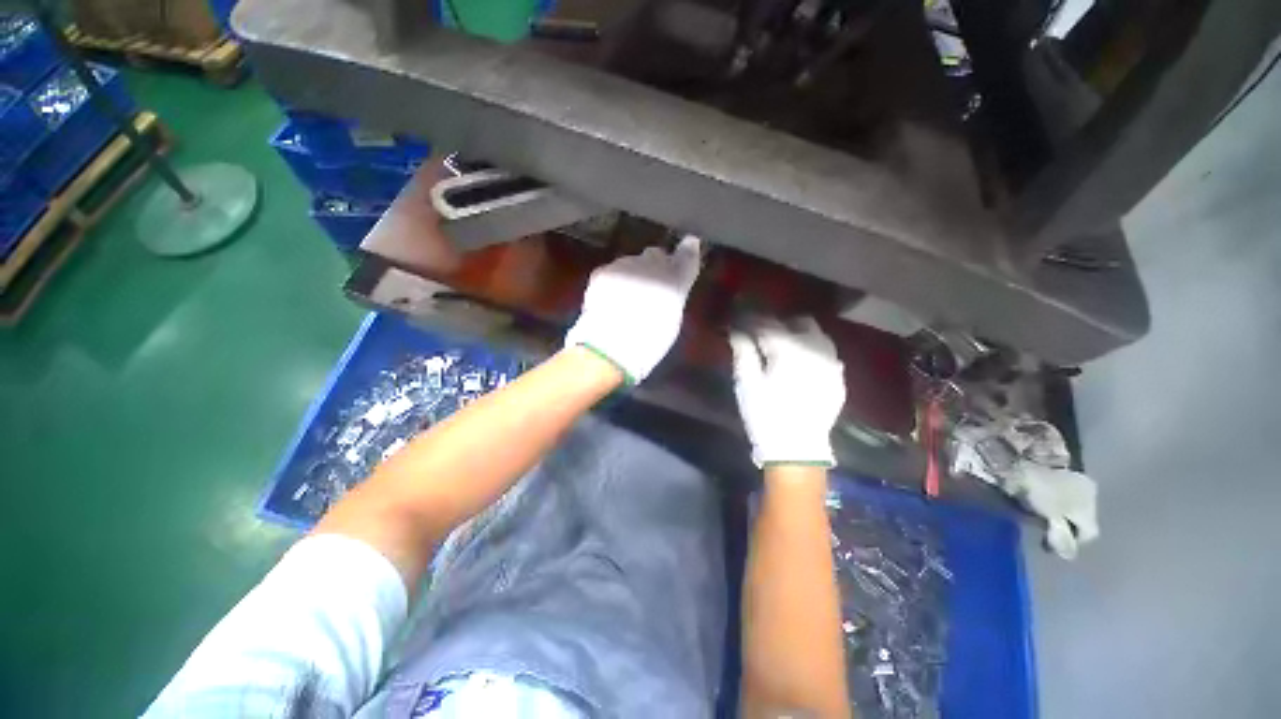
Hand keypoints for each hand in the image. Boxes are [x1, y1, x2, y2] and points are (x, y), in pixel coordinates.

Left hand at [565, 235, 702, 382]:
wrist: (609, 348)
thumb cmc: (649, 343)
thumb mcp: (672, 321)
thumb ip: (675, 294)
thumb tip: (674, 282)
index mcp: (675, 280)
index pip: (687, 255)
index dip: (687, 251)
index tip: (688, 249)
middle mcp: (651, 265)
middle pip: (656, 256)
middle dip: (655, 267)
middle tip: (651, 288)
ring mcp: (625, 265)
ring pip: (633, 263)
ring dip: (634, 274)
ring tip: (628, 299)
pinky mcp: (603, 271)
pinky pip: (613, 271)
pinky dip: (614, 281)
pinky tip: (610, 300)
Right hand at [729, 317, 846, 466]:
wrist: (797, 450)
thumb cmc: (765, 415)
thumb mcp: (746, 383)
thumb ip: (743, 350)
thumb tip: (738, 330)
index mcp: (790, 350)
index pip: (769, 324)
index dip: (753, 319)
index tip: (741, 319)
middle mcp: (817, 350)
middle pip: (800, 322)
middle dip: (780, 323)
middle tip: (762, 335)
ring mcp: (832, 364)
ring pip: (817, 335)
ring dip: (798, 335)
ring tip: (781, 347)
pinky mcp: (838, 378)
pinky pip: (826, 353)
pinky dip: (811, 350)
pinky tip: (799, 364)